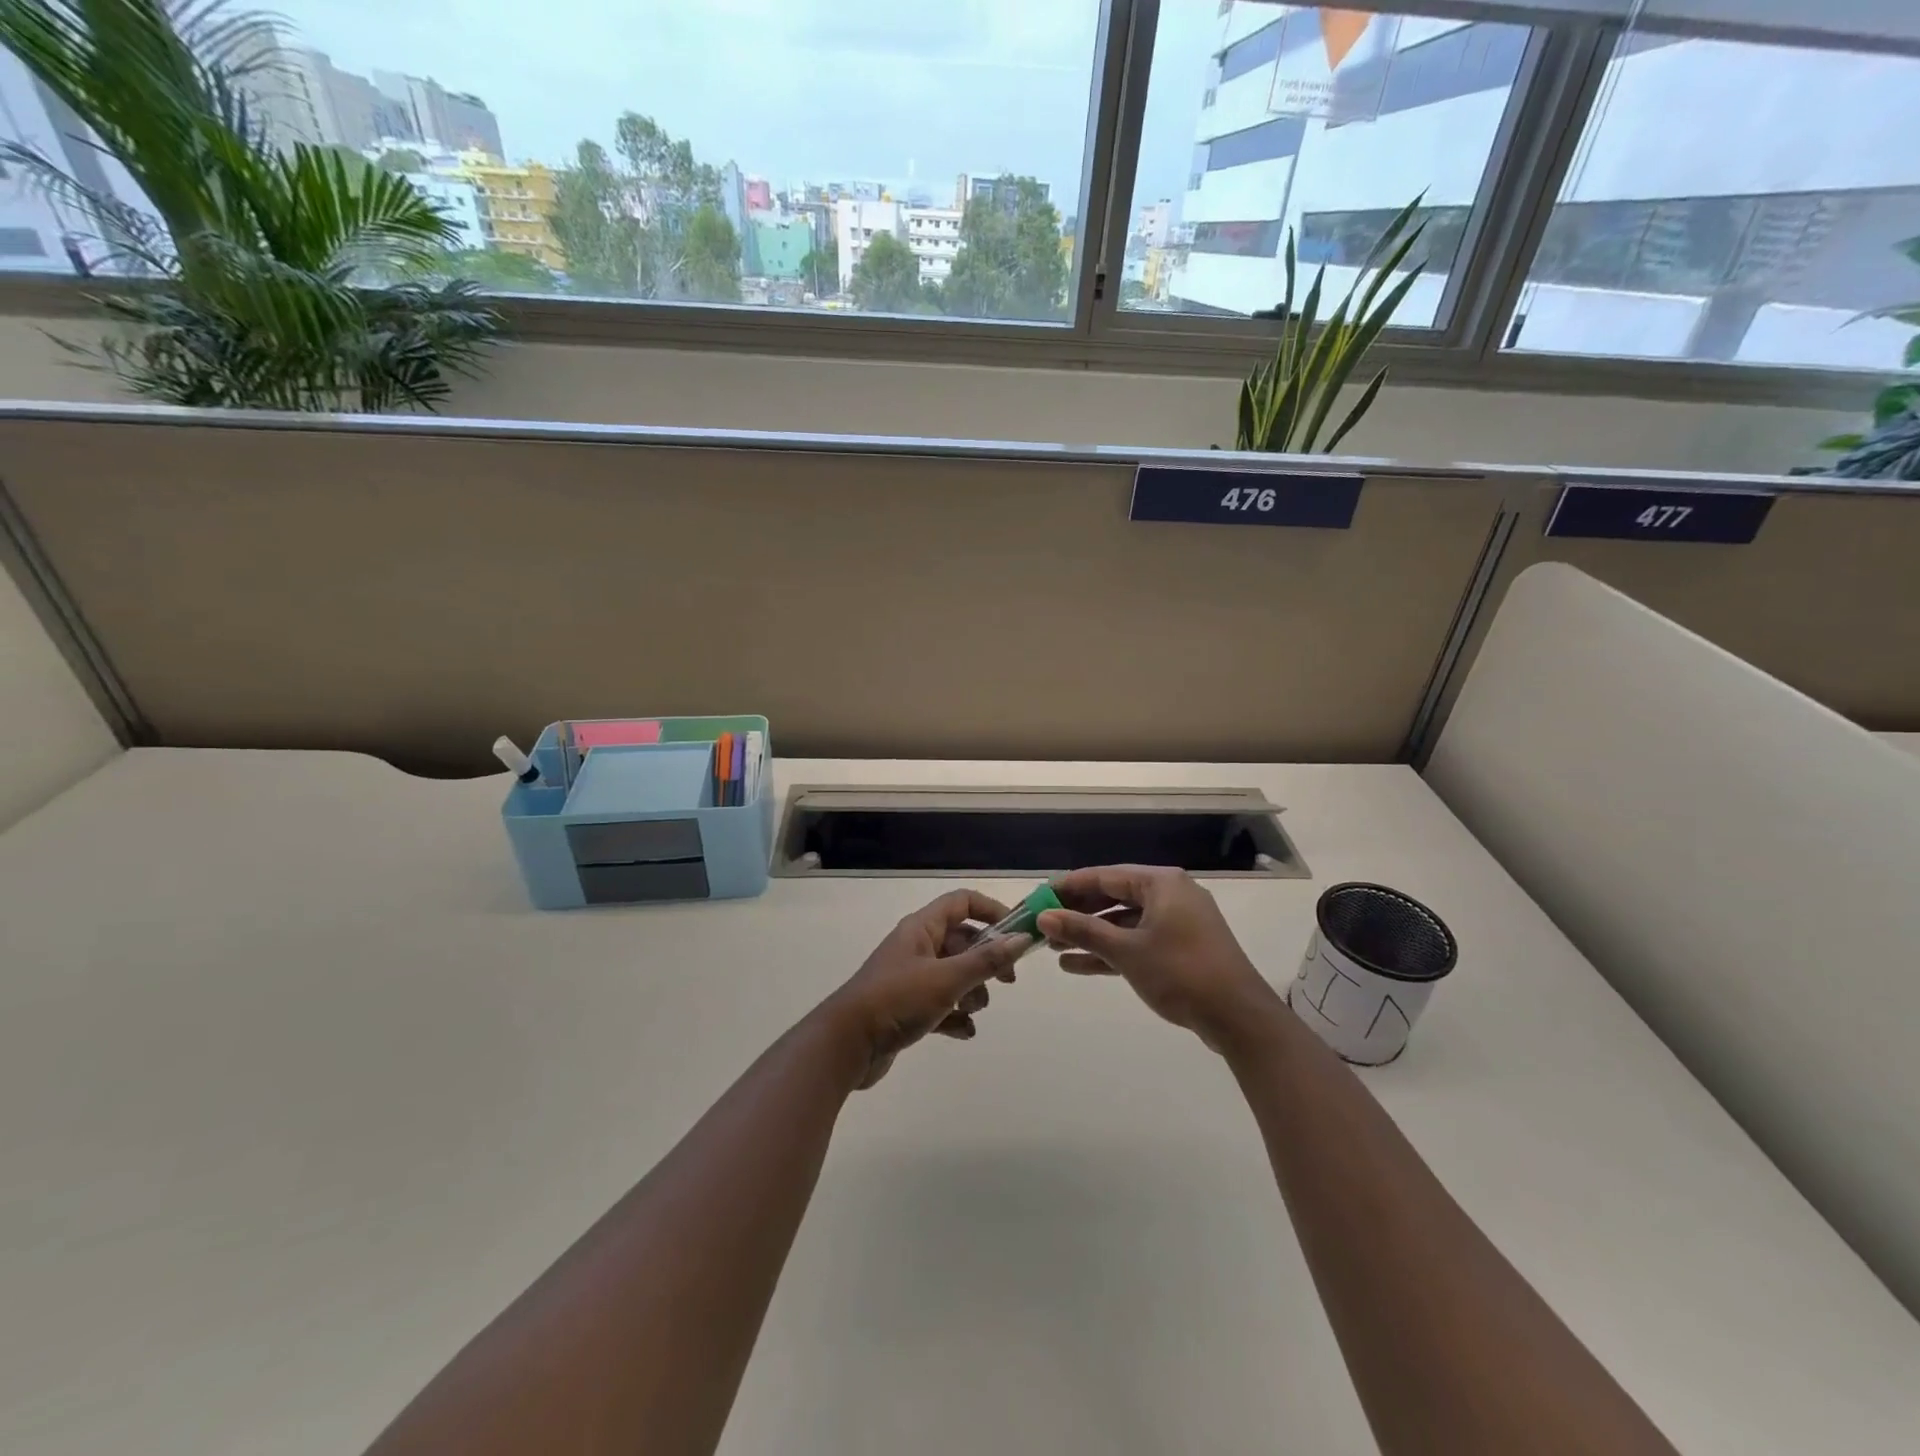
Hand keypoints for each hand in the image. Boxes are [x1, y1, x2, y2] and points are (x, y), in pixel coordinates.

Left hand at [824, 890, 1029, 1089]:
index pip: (962, 902)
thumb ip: (986, 960)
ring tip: (972, 1009)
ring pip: (954, 975)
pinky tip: (963, 1032)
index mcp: (921, 928)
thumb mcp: (947, 979)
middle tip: (1006, 981)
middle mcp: (916, 947)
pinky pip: (941, 1004)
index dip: (991, 910)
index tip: (1017, 932)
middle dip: (986, 960)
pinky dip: (954, 1016)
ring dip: (971, 992)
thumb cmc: (897, 1000)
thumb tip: (1021, 939)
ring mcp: (910, 978)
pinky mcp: (906, 1008)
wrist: (847, 1044)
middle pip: (962, 941)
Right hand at [1037, 865, 1280, 1052]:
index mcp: (1161, 883)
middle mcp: (1169, 895)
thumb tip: (1044, 916)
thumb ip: (1083, 930)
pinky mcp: (1179, 949)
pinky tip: (1076, 965)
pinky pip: (1136, 942)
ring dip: (1090, 935)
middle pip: (1113, 897)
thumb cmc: (1180, 972)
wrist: (1238, 1018)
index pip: (1105, 876)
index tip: (1039, 896)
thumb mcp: (1126, 951)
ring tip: (1053, 947)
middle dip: (1077, 913)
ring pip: (1123, 923)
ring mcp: (1176, 923)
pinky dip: (1110, 952)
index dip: (1069, 887)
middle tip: (1043, 924)